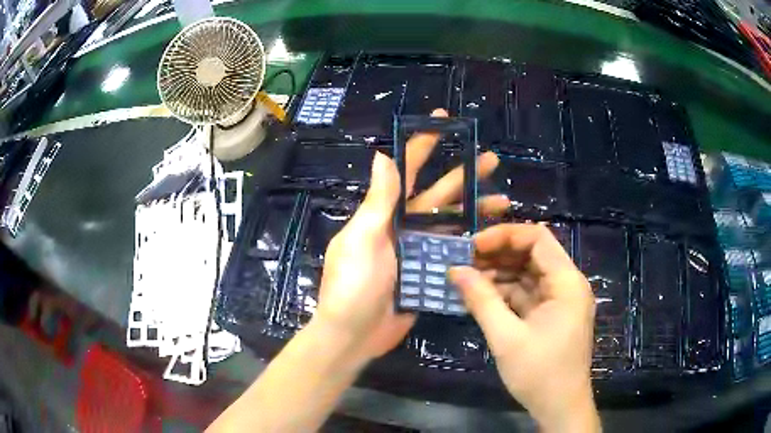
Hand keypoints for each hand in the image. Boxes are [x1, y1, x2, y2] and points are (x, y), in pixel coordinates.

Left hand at [314, 108, 508, 365]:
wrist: (354, 334)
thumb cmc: (353, 285)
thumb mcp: (362, 239)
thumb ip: (377, 201)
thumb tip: (381, 155)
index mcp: (384, 215)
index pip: (406, 171)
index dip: (423, 144)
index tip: (441, 121)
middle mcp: (403, 228)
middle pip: (439, 195)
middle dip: (464, 176)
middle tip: (492, 159)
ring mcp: (418, 252)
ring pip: (452, 224)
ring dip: (476, 211)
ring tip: (504, 200)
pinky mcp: (428, 275)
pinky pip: (453, 254)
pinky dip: (472, 245)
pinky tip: (494, 238)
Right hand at [448, 224, 598, 432]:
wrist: (560, 408)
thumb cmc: (540, 374)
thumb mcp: (507, 338)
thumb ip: (481, 301)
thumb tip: (455, 270)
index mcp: (567, 283)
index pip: (538, 238)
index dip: (504, 236)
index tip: (472, 247)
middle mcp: (567, 285)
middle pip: (533, 254)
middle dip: (498, 255)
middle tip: (464, 261)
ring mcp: (560, 300)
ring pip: (528, 274)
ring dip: (499, 274)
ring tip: (467, 278)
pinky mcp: (552, 315)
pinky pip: (527, 294)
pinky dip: (505, 293)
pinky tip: (481, 296)